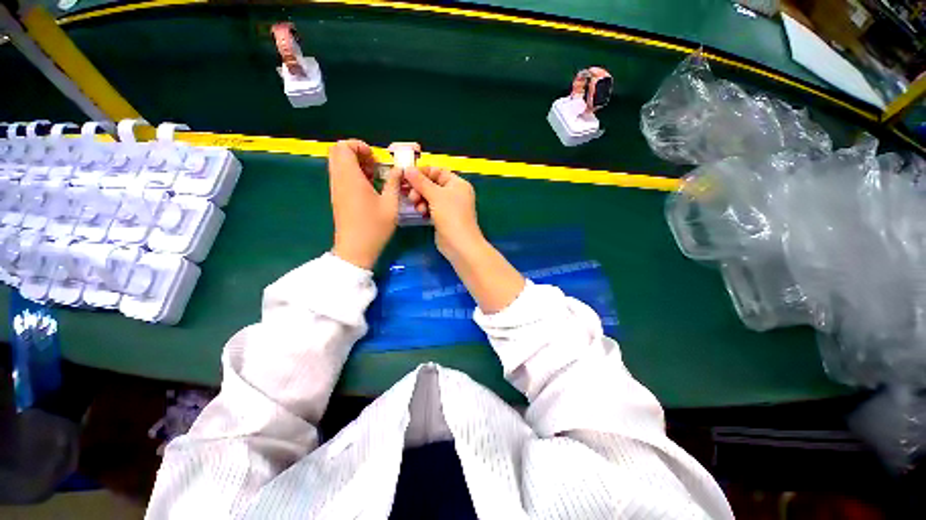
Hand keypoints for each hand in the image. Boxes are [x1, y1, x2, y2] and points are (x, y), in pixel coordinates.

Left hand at [328, 139, 401, 269]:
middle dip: (357, 153)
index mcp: (350, 178)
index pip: (343, 147)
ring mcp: (336, 189)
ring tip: (375, 176)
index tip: (375, 158)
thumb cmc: (374, 227)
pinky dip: (354, 175)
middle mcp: (339, 180)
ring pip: (339, 164)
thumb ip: (394, 183)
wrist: (356, 249)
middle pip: (338, 152)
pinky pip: (341, 176)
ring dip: (356, 164)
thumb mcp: (390, 204)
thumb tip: (399, 169)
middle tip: (375, 164)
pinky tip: (370, 187)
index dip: (359, 146)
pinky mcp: (338, 197)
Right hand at [406, 166, 524, 312]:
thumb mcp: (435, 195)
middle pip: (432, 184)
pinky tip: (421, 212)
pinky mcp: (443, 218)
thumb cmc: (451, 215)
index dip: (422, 172)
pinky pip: (431, 208)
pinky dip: (425, 208)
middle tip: (410, 194)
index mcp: (457, 184)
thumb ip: (420, 182)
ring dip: (420, 199)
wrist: (459, 244)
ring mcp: (449, 207)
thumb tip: (407, 168)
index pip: (438, 171)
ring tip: (416, 205)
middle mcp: (455, 193)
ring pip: (430, 197)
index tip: (407, 175)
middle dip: (419, 188)